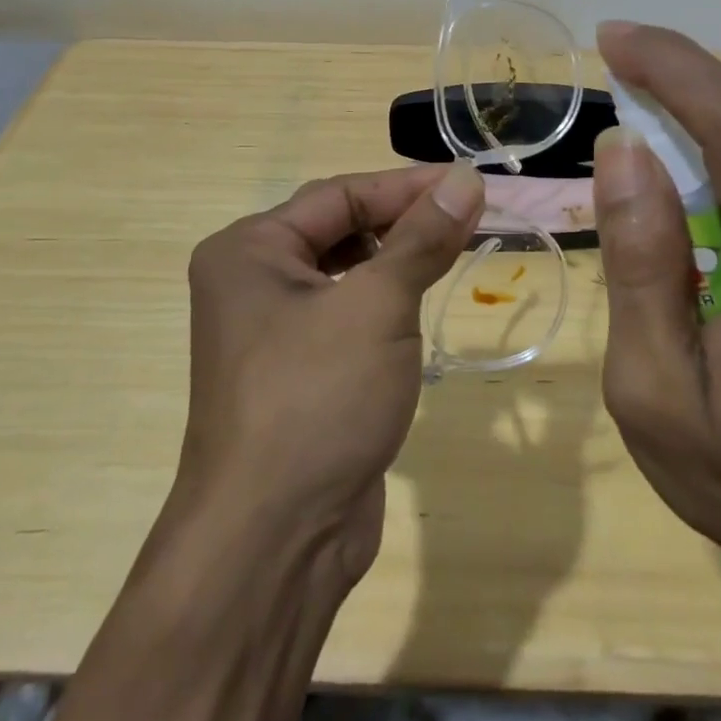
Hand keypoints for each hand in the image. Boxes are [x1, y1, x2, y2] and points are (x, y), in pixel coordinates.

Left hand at [173, 162, 483, 587]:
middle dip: (405, 220)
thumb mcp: (378, 306)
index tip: (469, 182)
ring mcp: (273, 330)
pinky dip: (387, 301)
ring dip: (399, 259)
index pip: (340, 195)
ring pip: (348, 272)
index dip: (408, 185)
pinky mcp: (299, 371)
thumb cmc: (318, 399)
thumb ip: (422, 238)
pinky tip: (423, 301)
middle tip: (470, 215)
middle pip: (340, 229)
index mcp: (250, 250)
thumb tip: (466, 179)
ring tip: (456, 249)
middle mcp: (252, 281)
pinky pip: (348, 314)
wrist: (275, 541)